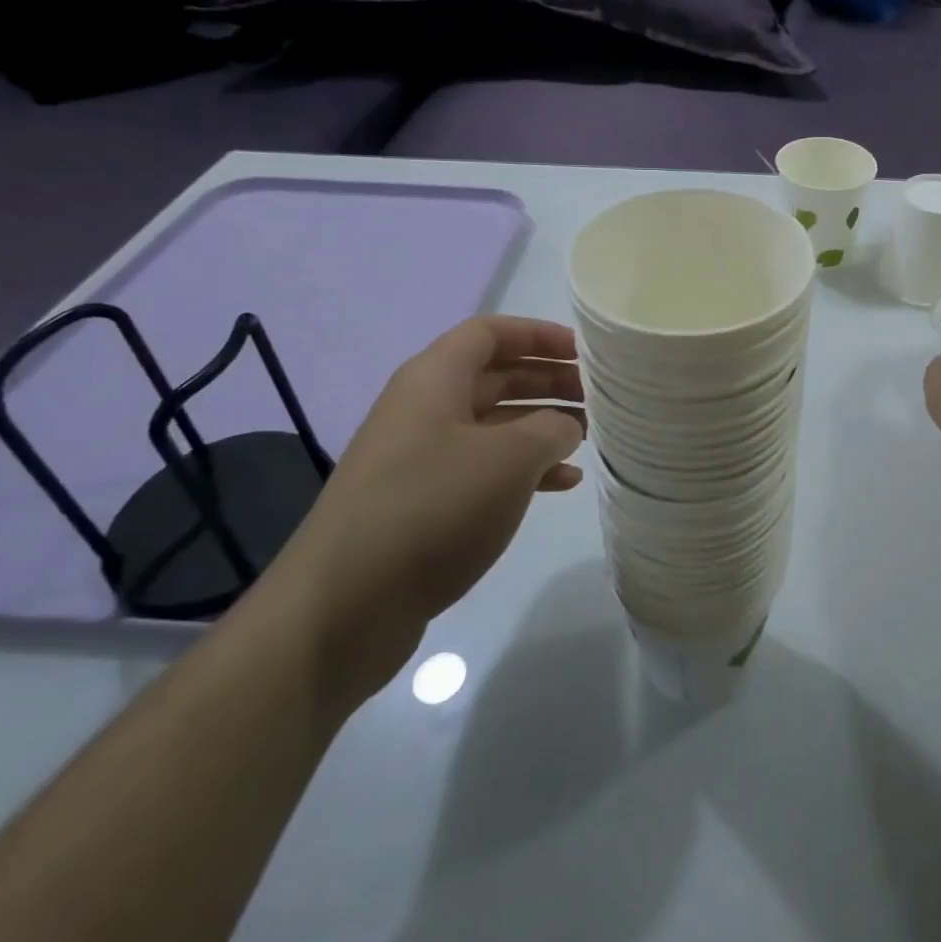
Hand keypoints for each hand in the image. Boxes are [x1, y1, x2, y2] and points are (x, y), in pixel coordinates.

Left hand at [267, 316, 585, 694]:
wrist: (343, 609)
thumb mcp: (509, 459)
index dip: (540, 335)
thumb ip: (551, 428)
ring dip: (541, 425)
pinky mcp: (423, 503)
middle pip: (495, 376)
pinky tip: (563, 484)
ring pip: (493, 424)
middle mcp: (424, 409)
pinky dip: (524, 469)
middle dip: (548, 380)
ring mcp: (421, 457)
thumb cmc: (432, 509)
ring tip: (588, 437)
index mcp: (434, 379)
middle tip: (597, 395)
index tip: (586, 351)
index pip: (491, 332)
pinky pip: (483, 468)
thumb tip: (565, 426)